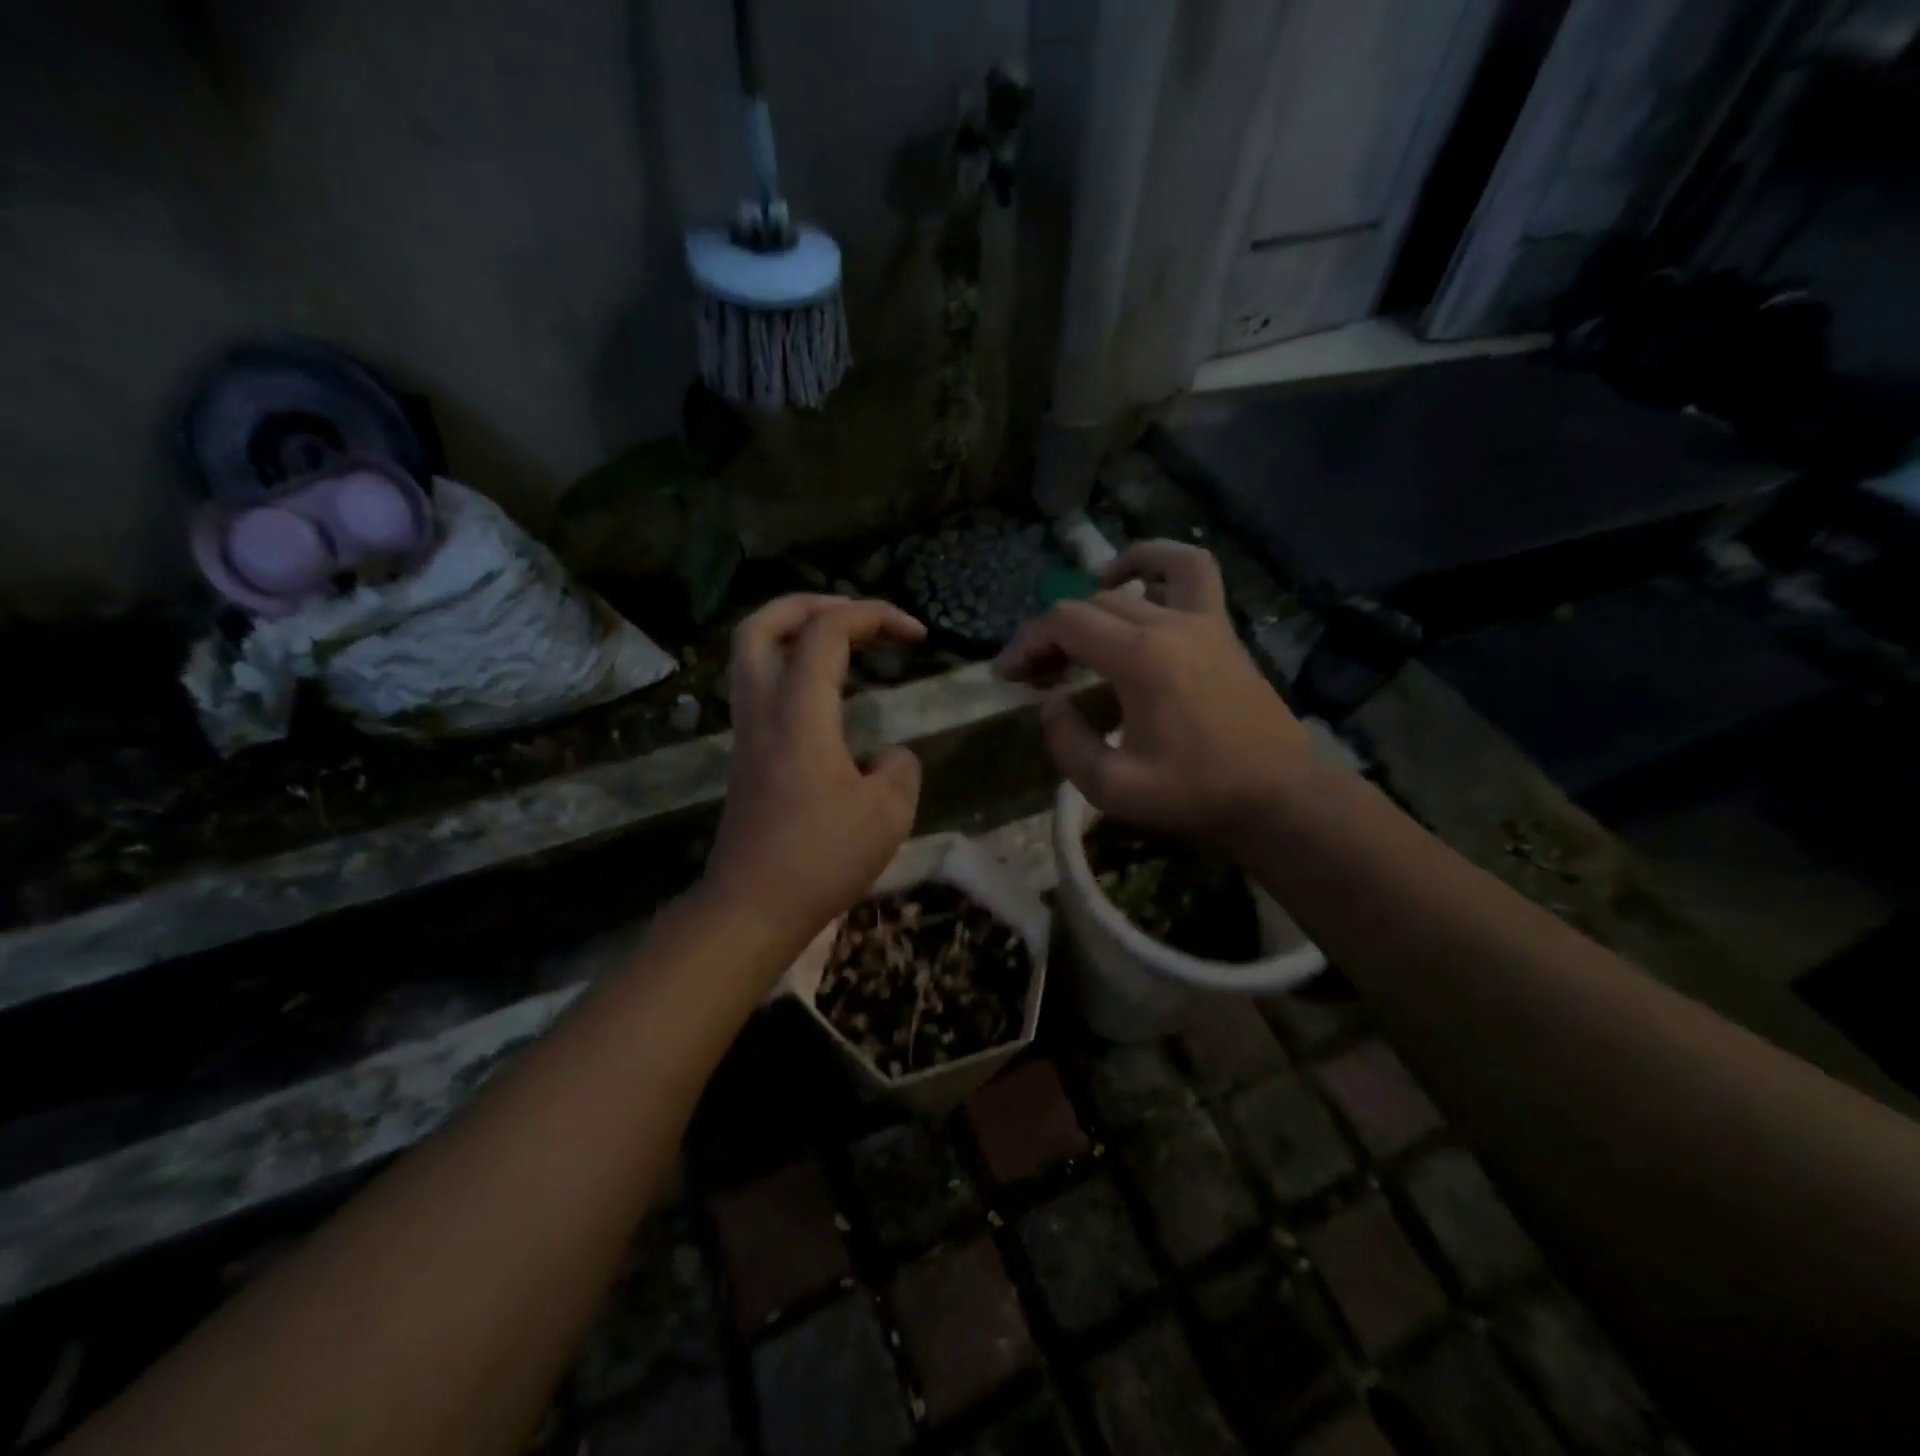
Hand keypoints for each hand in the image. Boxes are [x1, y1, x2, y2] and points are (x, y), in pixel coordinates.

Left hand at [704, 595, 926, 937]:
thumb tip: (888, 756)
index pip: (828, 629)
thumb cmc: (821, 857)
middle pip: (762, 623)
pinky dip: (792, 667)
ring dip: (795, 632)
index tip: (918, 637)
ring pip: (751, 653)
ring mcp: (747, 730)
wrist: (752, 906)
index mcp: (799, 710)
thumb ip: (900, 767)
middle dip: (812, 604)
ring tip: (843, 642)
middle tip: (856, 615)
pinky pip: (760, 685)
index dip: (876, 616)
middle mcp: (763, 707)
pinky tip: (828, 694)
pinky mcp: (746, 755)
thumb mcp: (888, 812)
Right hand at [994, 541, 1308, 853]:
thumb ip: (1066, 742)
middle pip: (1091, 604)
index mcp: (1140, 659)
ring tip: (1075, 621)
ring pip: (1138, 579)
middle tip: (1036, 676)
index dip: (1025, 643)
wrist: (1278, 797)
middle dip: (1051, 634)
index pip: (1064, 623)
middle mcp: (1170, 624)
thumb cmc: (1195, 794)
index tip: (1006, 675)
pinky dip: (1159, 564)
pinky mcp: (1222, 630)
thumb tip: (1050, 704)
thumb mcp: (1112, 787)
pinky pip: (1192, 573)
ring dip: (1096, 591)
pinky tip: (1138, 585)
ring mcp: (1203, 620)